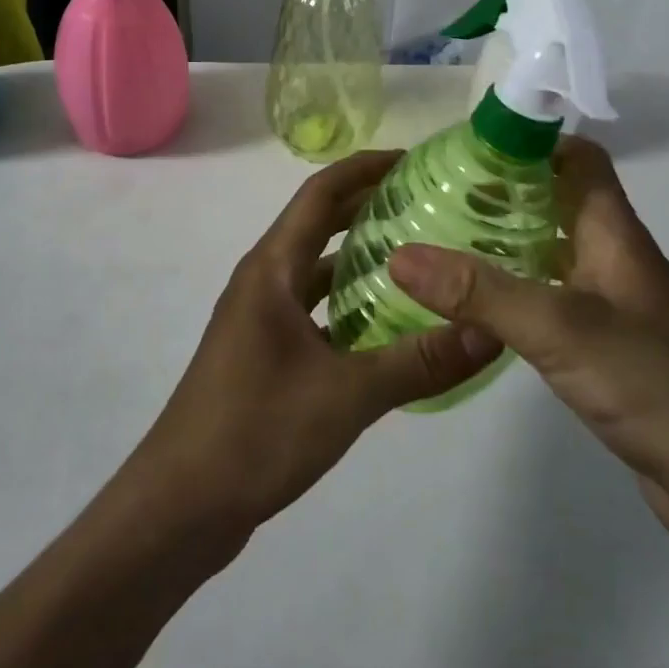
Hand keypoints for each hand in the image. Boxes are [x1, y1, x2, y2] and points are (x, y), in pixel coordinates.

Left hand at [125, 149, 502, 543]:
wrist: (179, 507)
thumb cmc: (256, 432)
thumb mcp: (347, 396)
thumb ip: (419, 362)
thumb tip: (488, 331)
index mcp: (272, 268)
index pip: (321, 193)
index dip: (364, 168)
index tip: (412, 160)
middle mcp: (262, 280)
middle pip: (319, 224)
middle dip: (368, 207)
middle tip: (427, 204)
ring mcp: (258, 317)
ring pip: (315, 269)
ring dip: (358, 257)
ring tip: (417, 258)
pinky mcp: (261, 351)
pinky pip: (311, 307)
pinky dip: (346, 302)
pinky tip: (384, 325)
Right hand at [388, 137, 668, 540]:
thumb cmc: (652, 383)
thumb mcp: (558, 328)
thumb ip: (480, 291)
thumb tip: (400, 254)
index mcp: (613, 232)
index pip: (579, 158)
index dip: (532, 141)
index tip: (472, 145)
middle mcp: (613, 256)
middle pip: (558, 199)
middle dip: (505, 189)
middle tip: (442, 191)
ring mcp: (611, 301)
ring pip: (552, 248)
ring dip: (507, 237)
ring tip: (446, 238)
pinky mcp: (605, 343)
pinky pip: (552, 293)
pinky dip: (516, 285)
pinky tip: (478, 304)